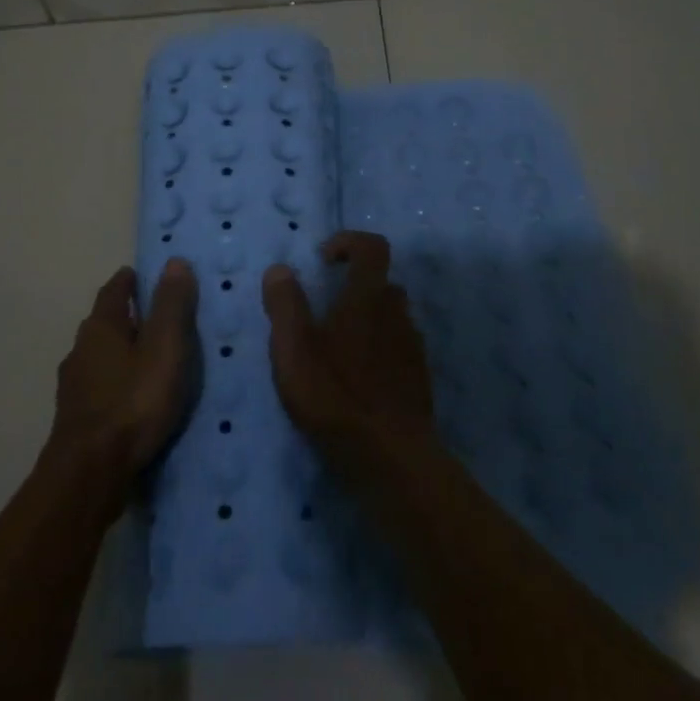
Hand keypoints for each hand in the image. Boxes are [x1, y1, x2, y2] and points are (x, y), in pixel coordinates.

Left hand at [46, 259, 198, 505]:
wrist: (90, 472)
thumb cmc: (133, 402)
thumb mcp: (165, 348)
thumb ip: (171, 306)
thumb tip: (174, 262)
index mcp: (101, 327)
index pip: (114, 290)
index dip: (129, 281)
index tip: (143, 275)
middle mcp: (81, 350)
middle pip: (104, 322)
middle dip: (126, 316)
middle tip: (155, 316)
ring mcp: (74, 386)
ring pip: (100, 356)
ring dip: (121, 351)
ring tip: (149, 358)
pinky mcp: (76, 418)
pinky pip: (100, 386)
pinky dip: (117, 381)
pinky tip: (133, 397)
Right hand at [263, 231, 432, 455]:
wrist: (391, 458)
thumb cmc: (335, 396)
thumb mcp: (293, 349)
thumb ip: (285, 305)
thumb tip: (280, 269)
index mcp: (367, 299)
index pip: (372, 248)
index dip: (349, 242)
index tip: (324, 260)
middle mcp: (397, 314)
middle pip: (383, 283)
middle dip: (355, 287)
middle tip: (324, 311)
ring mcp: (413, 347)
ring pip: (393, 318)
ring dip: (368, 321)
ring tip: (337, 350)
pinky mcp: (419, 379)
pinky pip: (399, 349)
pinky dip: (380, 352)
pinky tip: (358, 380)